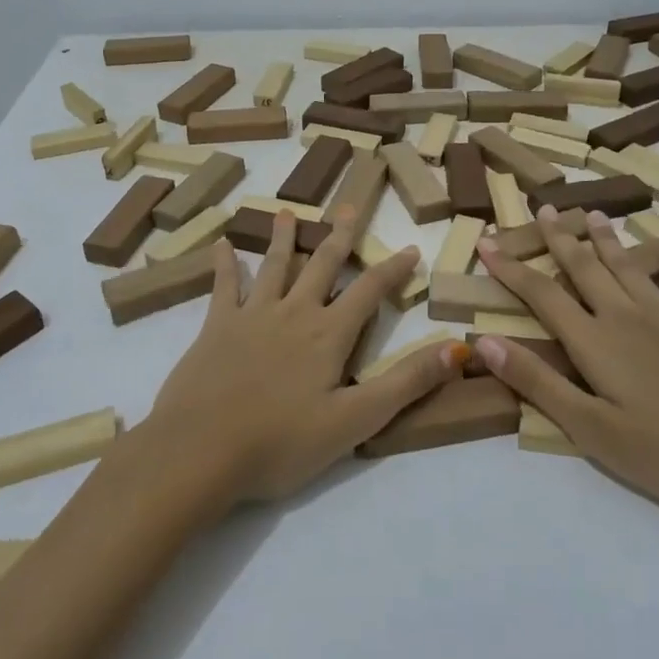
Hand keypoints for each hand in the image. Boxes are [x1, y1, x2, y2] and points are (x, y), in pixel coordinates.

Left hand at [142, 208, 461, 503]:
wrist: (200, 450)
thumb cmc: (281, 444)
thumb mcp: (355, 421)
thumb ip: (406, 383)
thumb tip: (457, 349)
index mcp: (328, 335)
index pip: (369, 292)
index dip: (392, 270)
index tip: (410, 248)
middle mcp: (293, 313)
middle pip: (322, 266)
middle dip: (339, 237)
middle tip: (348, 208)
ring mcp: (251, 315)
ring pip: (274, 266)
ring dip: (285, 239)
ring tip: (289, 213)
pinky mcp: (216, 326)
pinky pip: (224, 286)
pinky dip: (225, 264)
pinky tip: (221, 244)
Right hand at [473, 207, 658, 523]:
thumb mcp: (594, 431)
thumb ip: (539, 383)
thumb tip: (484, 341)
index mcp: (596, 343)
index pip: (542, 295)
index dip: (510, 268)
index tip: (486, 243)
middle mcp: (628, 317)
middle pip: (585, 268)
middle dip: (560, 238)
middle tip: (545, 208)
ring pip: (630, 266)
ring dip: (608, 239)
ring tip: (594, 214)